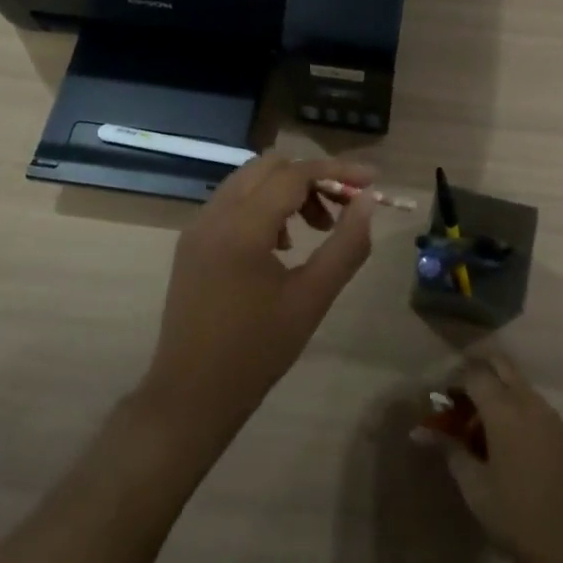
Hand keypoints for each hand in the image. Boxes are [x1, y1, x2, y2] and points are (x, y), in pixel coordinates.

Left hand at [140, 154, 378, 450]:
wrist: (190, 396)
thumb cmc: (257, 351)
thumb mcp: (312, 298)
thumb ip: (346, 245)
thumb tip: (367, 202)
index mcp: (242, 226)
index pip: (295, 174)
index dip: (337, 172)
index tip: (371, 181)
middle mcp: (214, 214)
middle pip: (269, 166)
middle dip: (312, 178)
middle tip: (342, 208)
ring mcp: (198, 227)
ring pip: (249, 181)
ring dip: (286, 191)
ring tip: (315, 230)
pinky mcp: (191, 243)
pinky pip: (232, 203)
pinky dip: (263, 206)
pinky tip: (281, 246)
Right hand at [426, 355, 562, 562]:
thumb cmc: (519, 520)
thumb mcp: (476, 488)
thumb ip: (450, 451)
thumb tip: (420, 432)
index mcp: (505, 409)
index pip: (474, 373)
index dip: (453, 380)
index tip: (438, 399)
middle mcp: (530, 402)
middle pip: (501, 365)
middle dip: (477, 371)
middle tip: (457, 398)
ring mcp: (551, 416)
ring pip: (518, 383)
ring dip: (497, 389)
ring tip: (476, 424)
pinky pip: (532, 403)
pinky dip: (513, 406)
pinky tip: (501, 440)